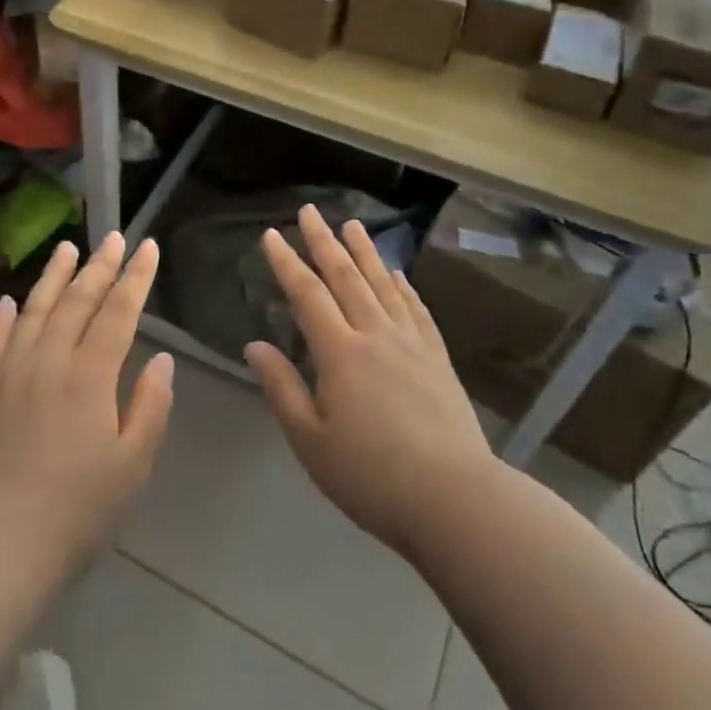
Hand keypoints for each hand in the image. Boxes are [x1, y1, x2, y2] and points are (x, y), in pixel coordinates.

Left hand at [0, 234, 173, 580]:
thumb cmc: (75, 513)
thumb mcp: (132, 467)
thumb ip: (150, 407)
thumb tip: (162, 359)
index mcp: (90, 376)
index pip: (119, 312)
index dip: (136, 278)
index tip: (148, 247)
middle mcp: (48, 361)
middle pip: (77, 302)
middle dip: (99, 266)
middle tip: (112, 237)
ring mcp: (7, 374)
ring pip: (33, 311)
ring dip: (52, 277)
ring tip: (66, 248)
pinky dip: (1, 318)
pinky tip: (8, 301)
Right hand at [245, 206, 494, 562]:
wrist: (455, 498)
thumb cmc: (371, 476)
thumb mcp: (311, 441)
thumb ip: (282, 388)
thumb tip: (255, 346)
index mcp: (339, 353)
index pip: (307, 295)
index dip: (286, 263)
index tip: (271, 234)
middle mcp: (375, 335)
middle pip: (346, 277)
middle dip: (324, 242)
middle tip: (311, 211)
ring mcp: (411, 343)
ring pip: (383, 285)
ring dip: (365, 252)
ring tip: (353, 224)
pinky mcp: (438, 358)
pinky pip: (416, 310)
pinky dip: (404, 287)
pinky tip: (397, 274)